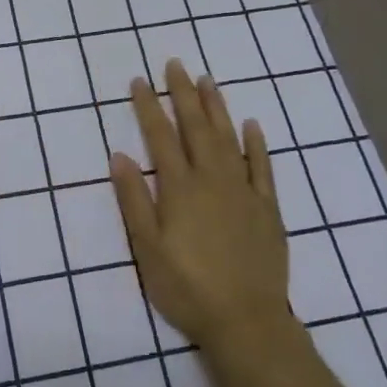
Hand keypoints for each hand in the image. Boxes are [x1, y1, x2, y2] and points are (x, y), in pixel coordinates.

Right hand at [109, 60, 291, 353]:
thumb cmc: (187, 287)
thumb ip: (133, 200)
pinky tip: (252, 124)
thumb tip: (119, 155)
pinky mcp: (267, 208)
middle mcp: (212, 179)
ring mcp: (243, 191)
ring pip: (229, 138)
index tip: (139, 80)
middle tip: (176, 64)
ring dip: (217, 108)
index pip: (160, 136)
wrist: (246, 322)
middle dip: (183, 93)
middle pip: (196, 127)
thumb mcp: (147, 249)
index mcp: (180, 188)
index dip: (148, 106)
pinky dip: (257, 144)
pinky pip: (263, 167)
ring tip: (208, 80)